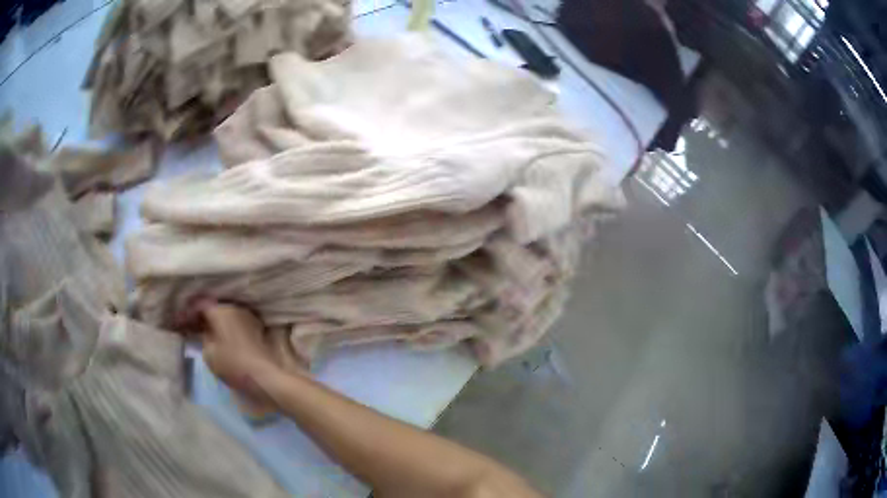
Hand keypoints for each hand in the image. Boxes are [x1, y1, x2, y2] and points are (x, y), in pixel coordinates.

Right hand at [195, 301, 281, 397]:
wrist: (266, 376)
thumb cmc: (233, 364)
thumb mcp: (209, 353)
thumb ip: (204, 337)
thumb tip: (206, 331)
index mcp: (220, 310)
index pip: (200, 305)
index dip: (190, 314)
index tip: (182, 322)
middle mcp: (235, 308)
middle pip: (215, 308)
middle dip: (204, 317)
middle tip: (194, 327)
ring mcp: (249, 316)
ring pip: (228, 315)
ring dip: (218, 323)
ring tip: (209, 333)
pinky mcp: (259, 328)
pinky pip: (238, 323)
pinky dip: (229, 328)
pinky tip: (225, 338)